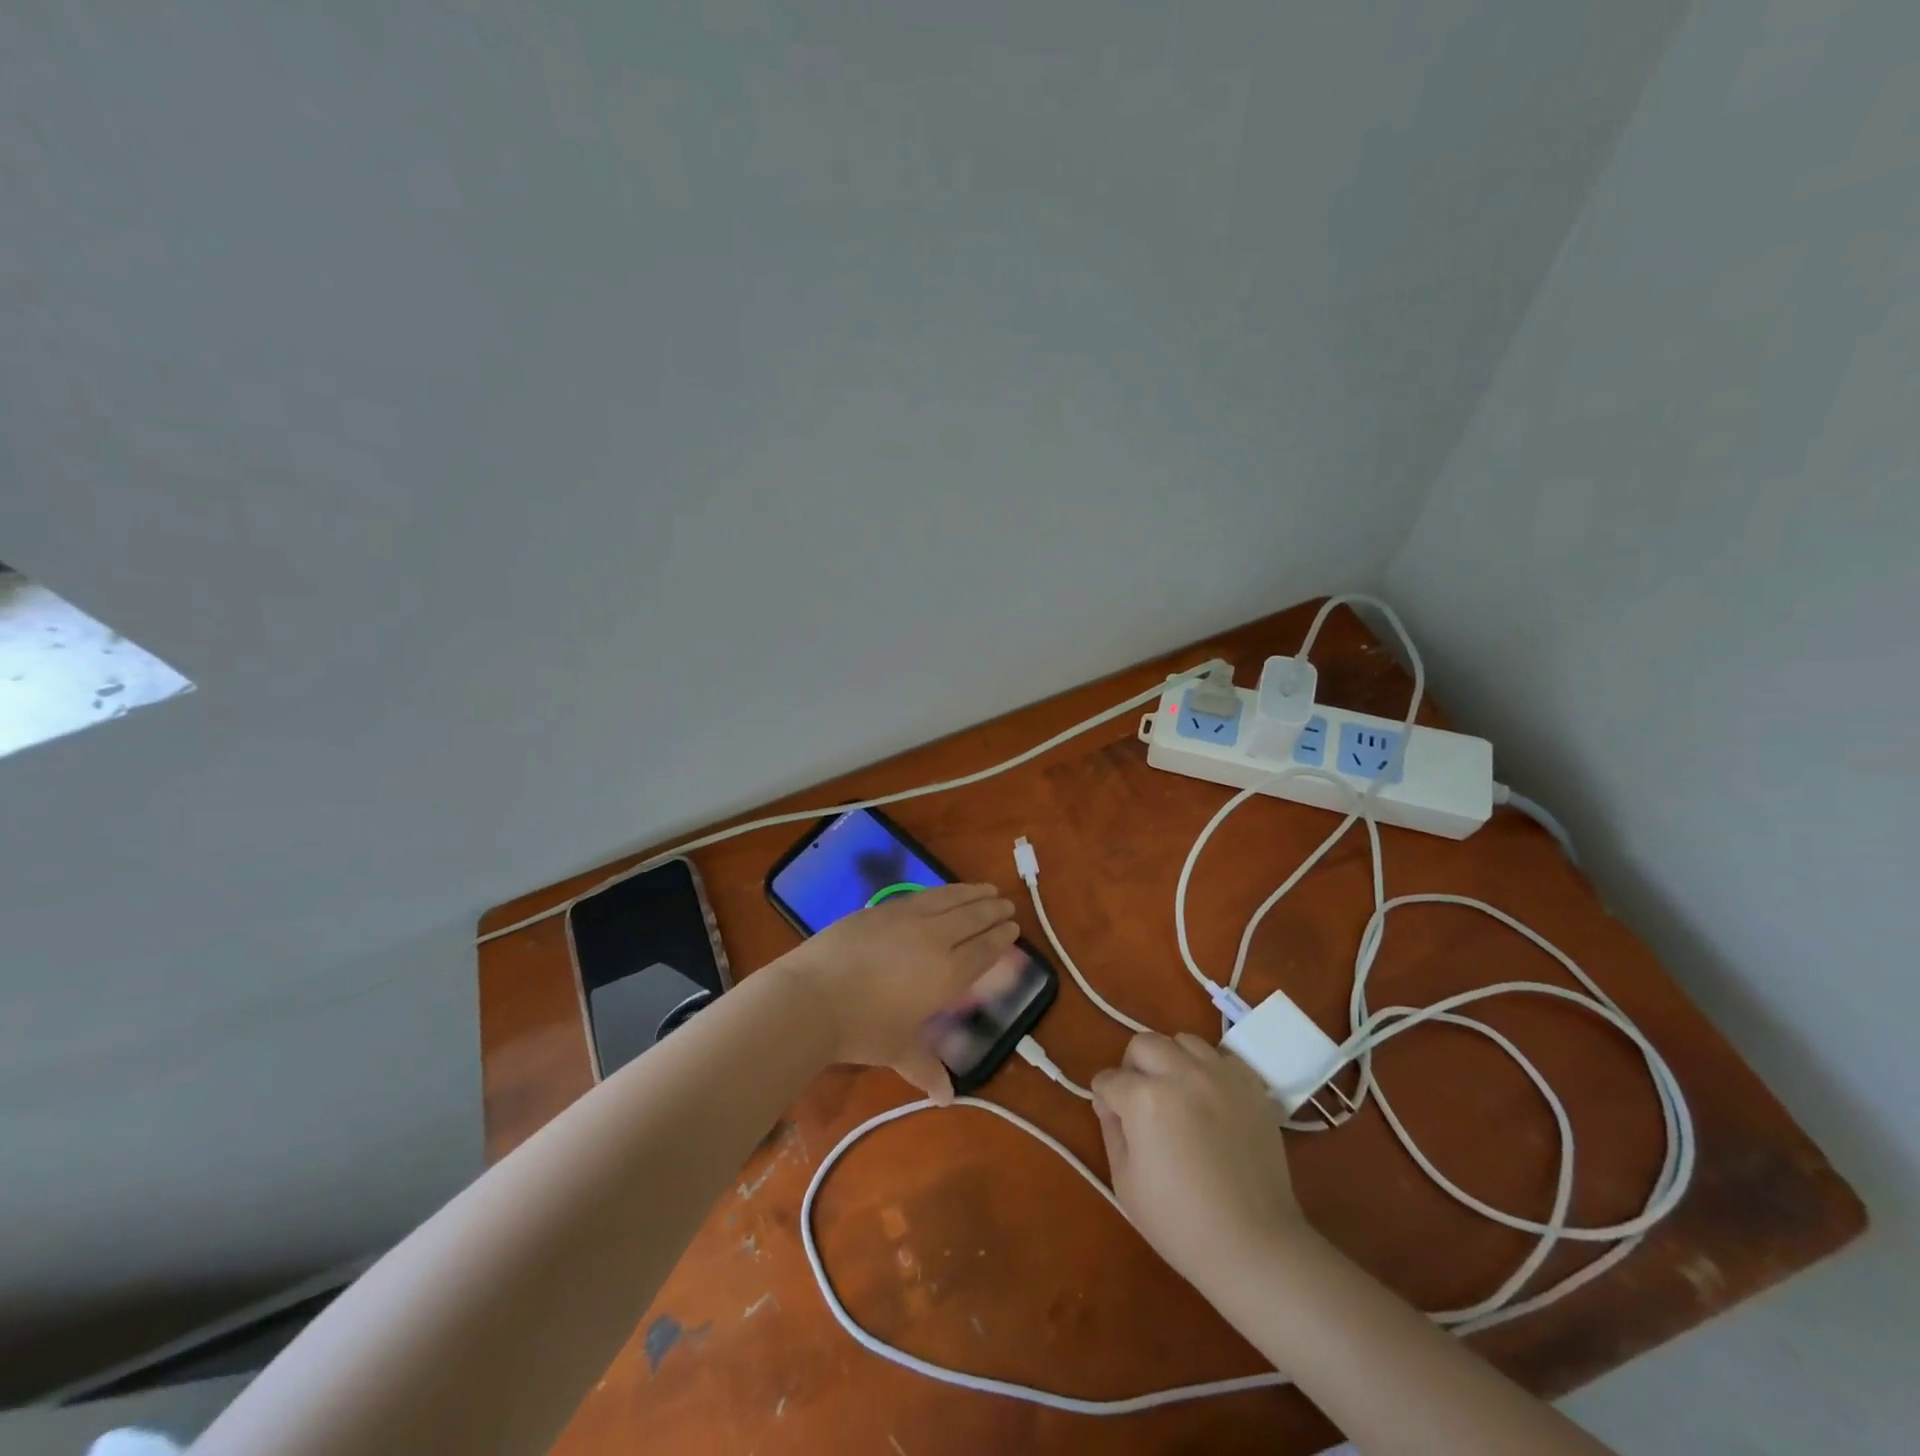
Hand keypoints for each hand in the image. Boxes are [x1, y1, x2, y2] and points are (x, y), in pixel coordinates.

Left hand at [778, 883, 1018, 1102]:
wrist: (814, 996)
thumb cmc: (862, 1028)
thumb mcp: (898, 1050)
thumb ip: (926, 1068)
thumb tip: (946, 1098)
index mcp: (947, 974)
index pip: (982, 951)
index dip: (999, 939)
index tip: (1013, 929)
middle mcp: (935, 939)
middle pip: (972, 919)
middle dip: (992, 911)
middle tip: (1006, 905)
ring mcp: (908, 918)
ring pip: (950, 900)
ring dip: (971, 893)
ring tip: (986, 889)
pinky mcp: (883, 908)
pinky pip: (923, 895)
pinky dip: (942, 890)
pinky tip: (945, 891)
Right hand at [1091, 1032, 1307, 1291]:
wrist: (1254, 1247)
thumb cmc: (1180, 1223)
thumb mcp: (1125, 1181)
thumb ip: (1111, 1129)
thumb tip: (1110, 1103)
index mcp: (1145, 1098)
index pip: (1110, 1079)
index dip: (1105, 1099)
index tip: (1110, 1116)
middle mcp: (1182, 1074)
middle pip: (1143, 1044)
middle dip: (1132, 1067)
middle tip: (1138, 1099)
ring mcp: (1221, 1076)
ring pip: (1183, 1041)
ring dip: (1171, 1060)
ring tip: (1176, 1092)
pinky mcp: (1251, 1087)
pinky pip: (1222, 1057)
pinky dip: (1209, 1068)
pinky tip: (1209, 1096)